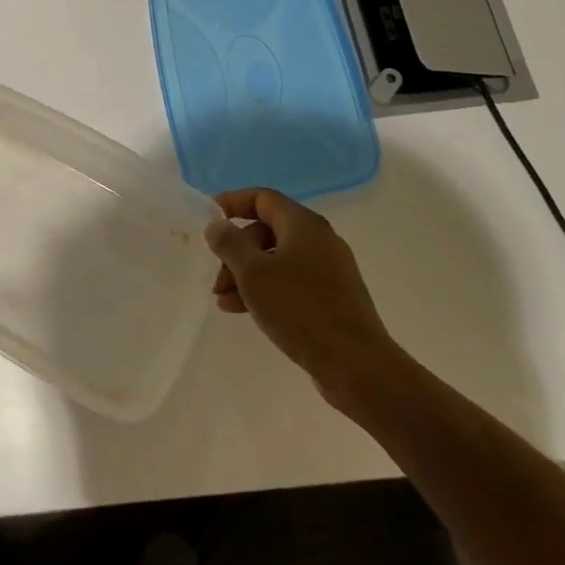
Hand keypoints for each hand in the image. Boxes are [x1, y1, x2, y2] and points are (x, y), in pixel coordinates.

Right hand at [204, 188, 407, 412]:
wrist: (356, 365)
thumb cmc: (300, 309)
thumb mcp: (253, 273)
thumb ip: (230, 243)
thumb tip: (216, 224)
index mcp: (304, 225)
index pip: (263, 199)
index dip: (232, 202)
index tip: (208, 217)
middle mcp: (319, 241)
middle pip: (266, 232)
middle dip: (236, 251)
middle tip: (217, 278)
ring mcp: (328, 271)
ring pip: (276, 261)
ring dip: (246, 275)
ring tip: (223, 301)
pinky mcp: (331, 299)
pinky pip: (289, 283)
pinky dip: (265, 291)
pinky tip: (244, 311)